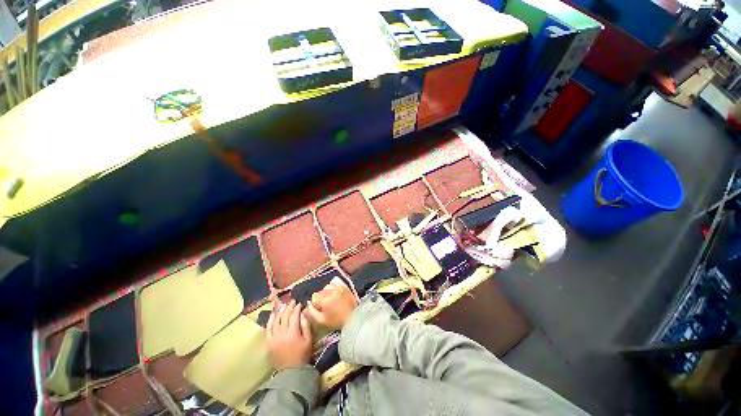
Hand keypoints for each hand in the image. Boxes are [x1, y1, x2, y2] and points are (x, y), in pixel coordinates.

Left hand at [266, 300, 312, 370]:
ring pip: (276, 321)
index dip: (297, 308)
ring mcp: (274, 338)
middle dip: (289, 307)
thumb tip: (303, 314)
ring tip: (284, 305)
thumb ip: (306, 326)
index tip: (300, 303)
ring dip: (280, 312)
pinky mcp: (269, 342)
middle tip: (292, 301)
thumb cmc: (302, 355)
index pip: (294, 316)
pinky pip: (268, 329)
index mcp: (293, 333)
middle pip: (284, 316)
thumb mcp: (308, 341)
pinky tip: (273, 315)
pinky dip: (270, 321)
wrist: (290, 372)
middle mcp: (282, 333)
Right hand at [304, 278, 358, 330]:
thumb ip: (311, 311)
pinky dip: (334, 287)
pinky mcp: (345, 286)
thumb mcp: (320, 320)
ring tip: (331, 299)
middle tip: (326, 305)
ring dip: (327, 292)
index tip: (320, 309)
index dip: (316, 303)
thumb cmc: (336, 321)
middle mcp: (332, 290)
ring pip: (327, 286)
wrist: (353, 317)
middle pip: (321, 291)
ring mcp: (339, 287)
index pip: (314, 296)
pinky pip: (335, 283)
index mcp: (325, 299)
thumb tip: (308, 303)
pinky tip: (335, 294)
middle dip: (321, 297)